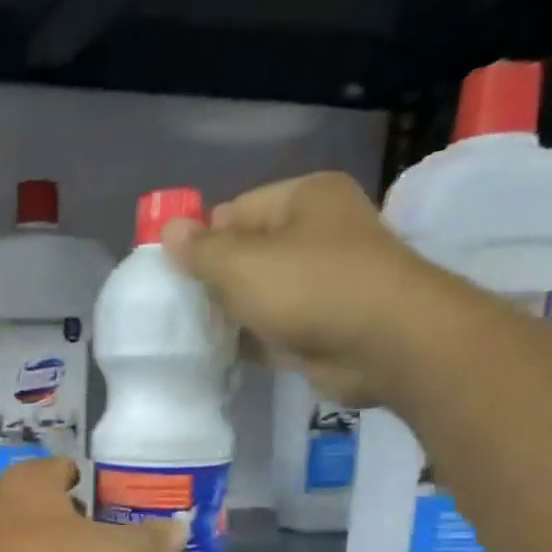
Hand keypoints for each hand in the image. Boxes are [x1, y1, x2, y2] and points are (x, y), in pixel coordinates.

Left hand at [0, 457, 185, 551]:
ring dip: (72, 548)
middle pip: (59, 503)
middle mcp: (5, 500)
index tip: (131, 504)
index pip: (71, 467)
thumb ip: (147, 539)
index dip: (102, 483)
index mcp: (30, 479)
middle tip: (128, 535)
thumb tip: (183, 528)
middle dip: (91, 518)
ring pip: (44, 536)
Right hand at [162, 171, 475, 406]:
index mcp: (305, 199)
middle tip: (176, 306)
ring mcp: (322, 282)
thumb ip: (200, 250)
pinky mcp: (322, 325)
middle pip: (247, 253)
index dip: (201, 239)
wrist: (384, 345)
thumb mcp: (242, 263)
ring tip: (188, 331)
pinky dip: (248, 338)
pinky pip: (272, 327)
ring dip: (229, 312)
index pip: (236, 211)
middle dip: (212, 279)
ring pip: (258, 294)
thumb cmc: (311, 287)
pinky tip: (215, 352)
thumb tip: (167, 230)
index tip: (171, 272)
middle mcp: (317, 234)